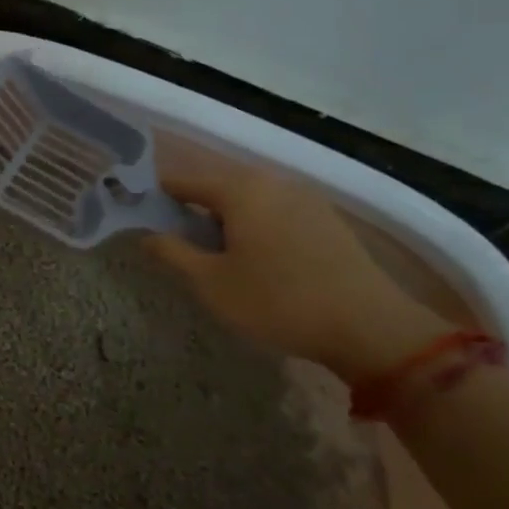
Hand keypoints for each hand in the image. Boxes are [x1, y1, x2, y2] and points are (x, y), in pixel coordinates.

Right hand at [148, 161, 450, 380]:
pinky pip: (276, 213)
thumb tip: (147, 234)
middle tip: (176, 243)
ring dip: (225, 220)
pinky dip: (255, 227)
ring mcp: (305, 198)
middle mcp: (272, 182)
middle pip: (218, 187)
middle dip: (192, 210)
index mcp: (240, 189)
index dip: (158, 197)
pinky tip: (256, 260)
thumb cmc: (276, 301)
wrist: (369, 326)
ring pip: (249, 200)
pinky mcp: (327, 220)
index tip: (139, 217)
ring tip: (214, 255)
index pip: (184, 181)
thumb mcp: (210, 283)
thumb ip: (172, 253)